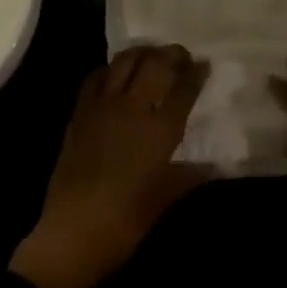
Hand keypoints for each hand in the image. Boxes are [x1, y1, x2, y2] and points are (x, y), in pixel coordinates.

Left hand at [10, 45, 209, 287]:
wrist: (71, 234)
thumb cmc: (125, 223)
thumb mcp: (164, 200)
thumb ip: (190, 175)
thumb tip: (215, 165)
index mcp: (158, 130)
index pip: (183, 89)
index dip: (196, 73)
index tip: (205, 64)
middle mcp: (132, 108)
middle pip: (155, 64)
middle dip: (172, 54)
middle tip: (181, 57)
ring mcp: (102, 106)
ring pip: (124, 61)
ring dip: (142, 53)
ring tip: (152, 56)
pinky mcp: (80, 111)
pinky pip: (96, 77)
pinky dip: (110, 69)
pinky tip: (116, 75)